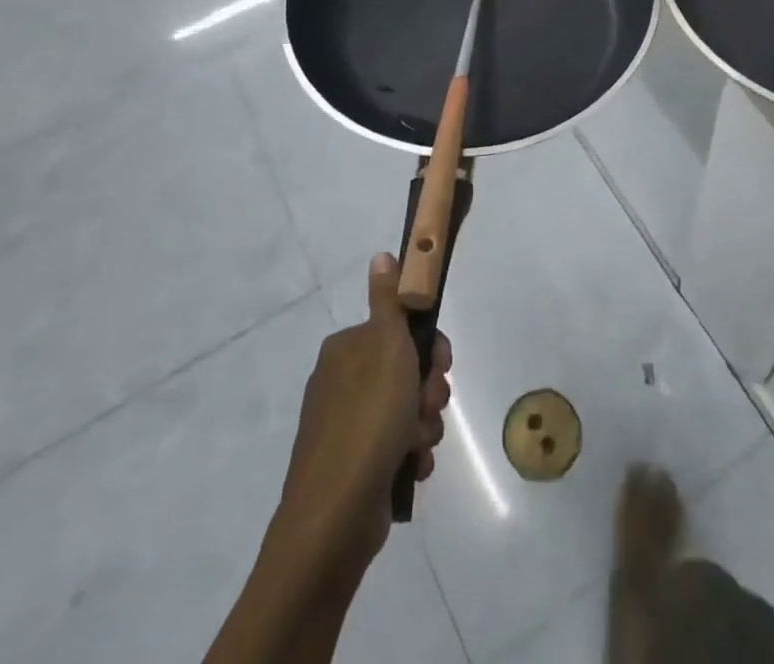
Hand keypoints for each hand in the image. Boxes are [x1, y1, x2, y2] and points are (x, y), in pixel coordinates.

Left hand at [277, 253, 451, 576]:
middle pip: (407, 371)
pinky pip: (396, 447)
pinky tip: (410, 468)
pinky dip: (409, 454)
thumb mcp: (386, 347)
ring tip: (418, 445)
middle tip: (429, 408)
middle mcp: (343, 382)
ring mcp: (346, 426)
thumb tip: (381, 255)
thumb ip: (389, 301)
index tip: (440, 366)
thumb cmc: (368, 420)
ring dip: (423, 426)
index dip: (429, 348)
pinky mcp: (353, 465)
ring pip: (406, 411)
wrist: (334, 518)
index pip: (402, 330)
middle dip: (428, 391)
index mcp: (347, 349)